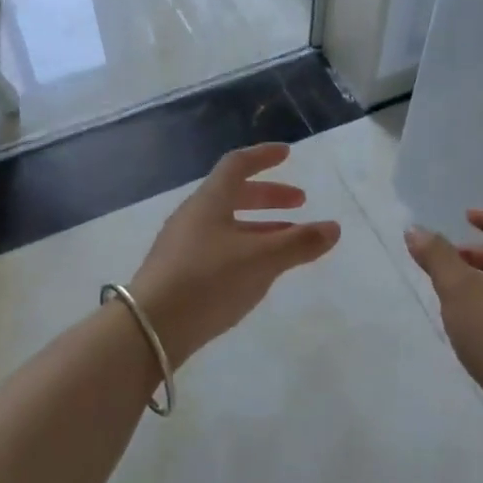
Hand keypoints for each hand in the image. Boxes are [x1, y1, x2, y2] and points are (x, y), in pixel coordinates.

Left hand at [129, 143, 341, 368]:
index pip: (238, 164)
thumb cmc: (208, 280)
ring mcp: (182, 245)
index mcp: (210, 201)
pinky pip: (219, 247)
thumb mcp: (261, 260)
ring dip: (260, 225)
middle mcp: (194, 216)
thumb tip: (334, 228)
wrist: (149, 329)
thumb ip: (299, 243)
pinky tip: (258, 271)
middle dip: (269, 196)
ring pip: (227, 223)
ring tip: (288, 240)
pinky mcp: (179, 272)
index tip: (287, 154)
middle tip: (300, 203)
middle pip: (233, 194)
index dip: (264, 156)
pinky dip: (245, 247)